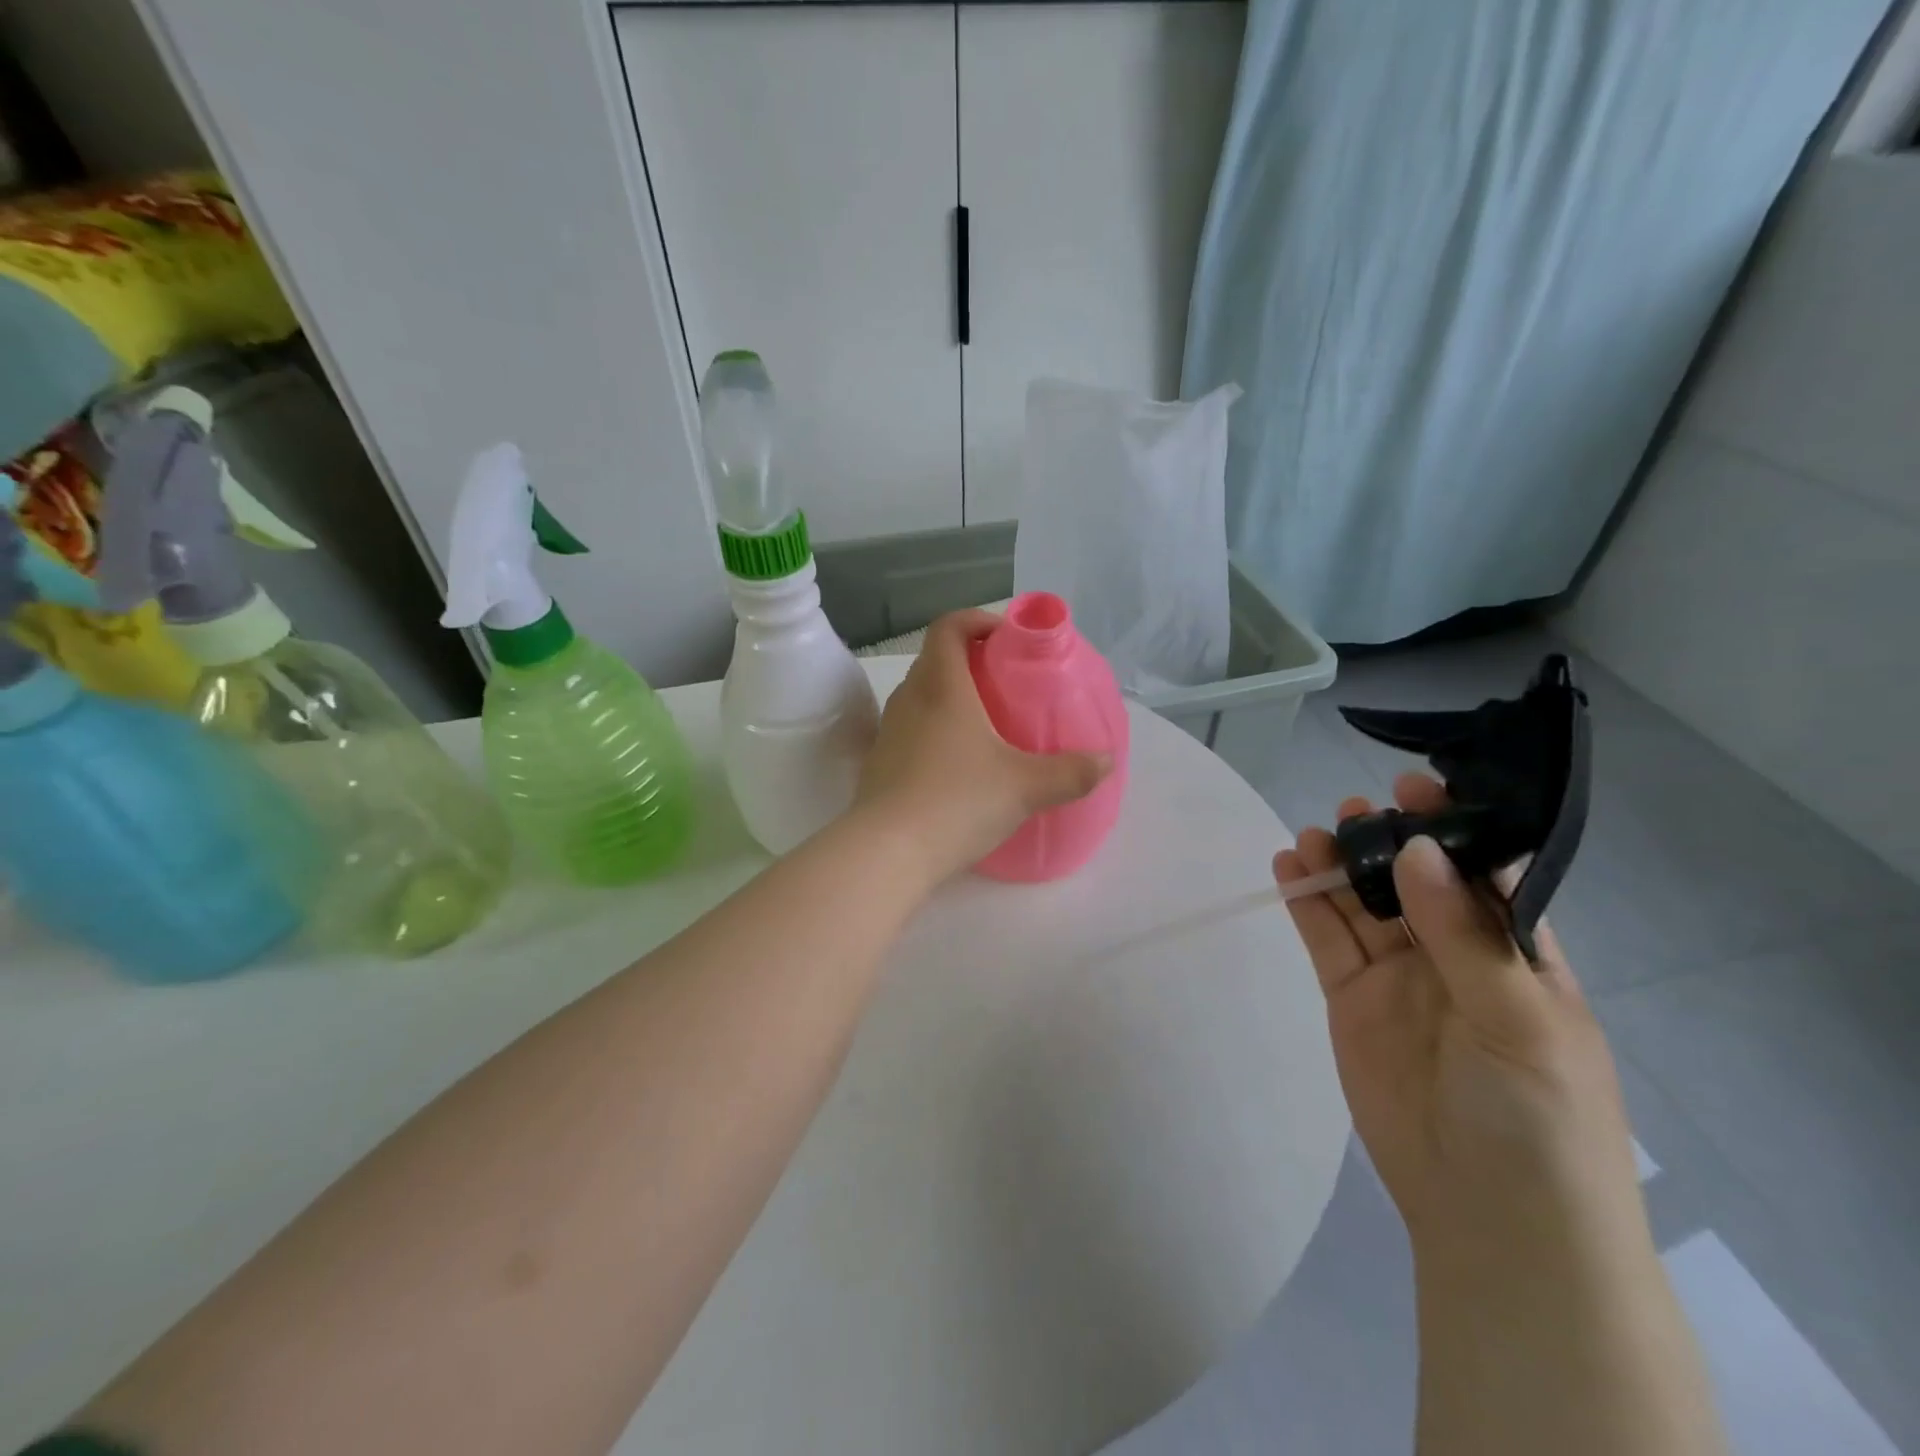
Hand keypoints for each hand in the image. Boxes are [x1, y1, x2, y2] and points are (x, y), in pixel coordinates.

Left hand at [854, 610, 1111, 884]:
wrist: (887, 853)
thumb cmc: (957, 801)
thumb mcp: (1025, 787)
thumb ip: (1070, 772)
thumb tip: (1107, 761)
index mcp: (941, 686)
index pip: (949, 627)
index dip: (977, 620)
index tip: (1006, 639)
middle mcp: (909, 699)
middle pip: (934, 660)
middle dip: (969, 662)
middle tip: (1005, 684)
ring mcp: (888, 733)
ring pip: (920, 697)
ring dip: (950, 699)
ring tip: (986, 727)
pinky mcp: (879, 765)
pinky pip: (910, 732)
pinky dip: (934, 733)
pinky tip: (958, 768)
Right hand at [1274, 773, 1650, 1273]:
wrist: (1489, 1218)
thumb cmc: (1539, 1118)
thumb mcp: (1520, 1022)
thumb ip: (1464, 935)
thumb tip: (1418, 849)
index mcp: (1516, 953)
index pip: (1484, 872)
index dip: (1454, 827)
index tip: (1420, 785)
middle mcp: (1453, 954)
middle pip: (1413, 879)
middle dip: (1388, 839)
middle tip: (1356, 808)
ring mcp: (1397, 975)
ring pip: (1363, 902)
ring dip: (1339, 864)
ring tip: (1315, 834)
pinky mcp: (1350, 998)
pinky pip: (1325, 938)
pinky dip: (1306, 902)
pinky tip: (1288, 867)